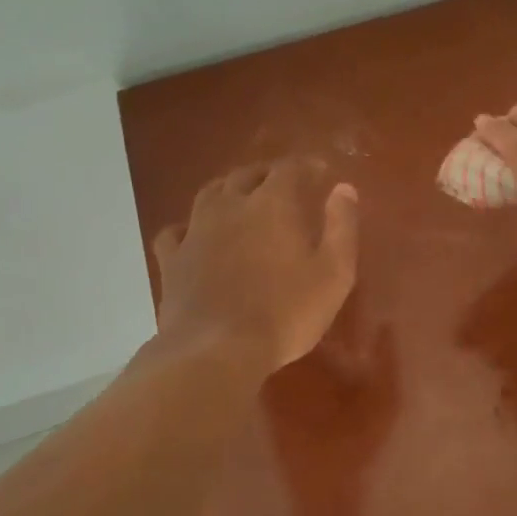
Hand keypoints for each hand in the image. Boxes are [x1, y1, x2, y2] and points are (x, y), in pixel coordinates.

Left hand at [153, 159, 359, 373]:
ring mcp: (195, 231)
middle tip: (282, 182)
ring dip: (228, 189)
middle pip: (246, 175)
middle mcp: (230, 206)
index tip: (320, 170)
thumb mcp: (334, 273)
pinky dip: (189, 227)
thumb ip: (341, 227)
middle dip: (267, 173)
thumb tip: (344, 188)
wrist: (217, 350)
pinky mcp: (172, 260)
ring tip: (240, 197)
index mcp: (272, 205)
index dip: (307, 165)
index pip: (289, 169)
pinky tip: (194, 235)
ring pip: (209, 194)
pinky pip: (175, 231)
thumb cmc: (287, 312)